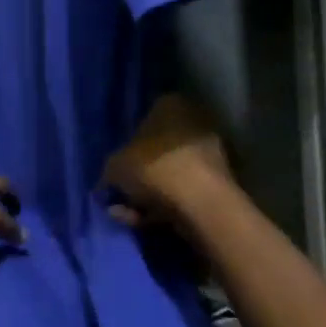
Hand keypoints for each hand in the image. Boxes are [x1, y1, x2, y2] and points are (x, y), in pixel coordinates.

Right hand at [101, 96, 233, 227]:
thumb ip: (110, 170)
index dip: (129, 141)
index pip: (146, 116)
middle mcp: (194, 123)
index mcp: (171, 105)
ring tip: (126, 213)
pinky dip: (163, 206)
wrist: (201, 204)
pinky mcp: (217, 185)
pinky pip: (182, 193)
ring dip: (148, 194)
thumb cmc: (154, 168)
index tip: (118, 162)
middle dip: (139, 172)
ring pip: (169, 174)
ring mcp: (209, 154)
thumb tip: (109, 180)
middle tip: (119, 191)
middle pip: (158, 148)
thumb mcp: (116, 166)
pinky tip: (143, 221)